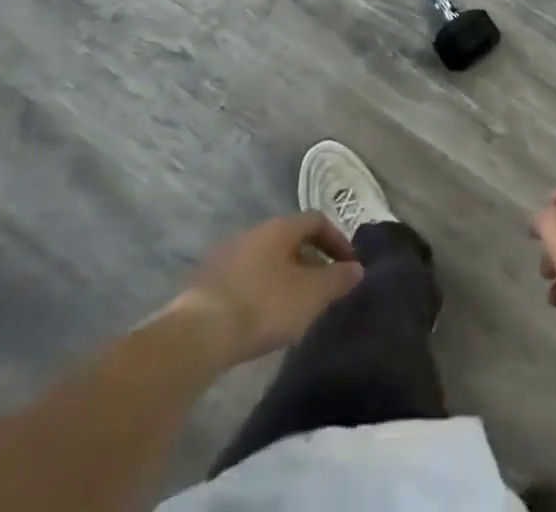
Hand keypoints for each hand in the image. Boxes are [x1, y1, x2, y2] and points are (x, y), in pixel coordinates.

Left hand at [167, 213, 363, 363]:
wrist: (198, 334)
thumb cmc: (263, 305)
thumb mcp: (311, 295)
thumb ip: (337, 280)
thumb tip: (357, 269)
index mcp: (280, 227)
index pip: (317, 221)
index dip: (338, 240)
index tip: (349, 267)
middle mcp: (254, 232)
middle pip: (291, 240)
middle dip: (312, 262)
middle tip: (324, 291)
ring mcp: (227, 255)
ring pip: (268, 260)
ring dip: (286, 278)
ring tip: (296, 310)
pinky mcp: (208, 282)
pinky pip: (247, 279)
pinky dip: (262, 292)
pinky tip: (263, 320)